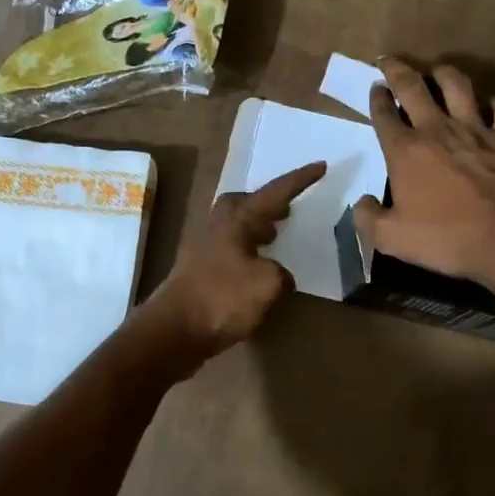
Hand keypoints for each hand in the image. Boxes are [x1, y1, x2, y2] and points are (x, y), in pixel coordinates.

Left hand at [145, 161, 326, 362]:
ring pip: (236, 224)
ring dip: (256, 226)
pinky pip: (230, 246)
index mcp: (238, 218)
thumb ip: (280, 274)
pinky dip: (247, 249)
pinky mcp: (198, 269)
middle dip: (267, 202)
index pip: (276, 192)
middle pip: (245, 202)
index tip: (320, 166)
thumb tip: (276, 274)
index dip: (300, 180)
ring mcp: (204, 246)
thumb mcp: (267, 284)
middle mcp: (219, 224)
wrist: (174, 330)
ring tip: (275, 235)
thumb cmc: (223, 298)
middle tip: (288, 208)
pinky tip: (256, 268)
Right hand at [353, 58, 494, 287]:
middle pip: (412, 87)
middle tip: (390, 61)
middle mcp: (436, 129)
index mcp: (405, 151)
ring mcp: (475, 129)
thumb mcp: (392, 239)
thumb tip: (362, 203)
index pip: (383, 114)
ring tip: (438, 71)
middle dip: (397, 70)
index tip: (374, 87)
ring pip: (457, 85)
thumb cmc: (447, 238)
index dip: (376, 98)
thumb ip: (369, 218)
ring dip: (444, 73)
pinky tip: (493, 105)